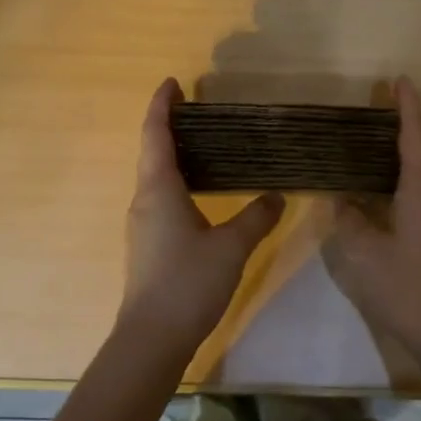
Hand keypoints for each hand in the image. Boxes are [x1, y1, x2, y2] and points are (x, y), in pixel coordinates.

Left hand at [120, 78, 284, 354]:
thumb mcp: (231, 247)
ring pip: (155, 177)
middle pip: (152, 152)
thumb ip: (257, 217)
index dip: (161, 105)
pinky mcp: (148, 245)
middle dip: (169, 126)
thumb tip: (277, 195)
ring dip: (172, 155)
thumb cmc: (188, 283)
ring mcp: (142, 224)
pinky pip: (160, 198)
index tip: (172, 82)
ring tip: (203, 145)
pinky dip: (176, 182)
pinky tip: (200, 193)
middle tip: (197, 110)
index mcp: (159, 189)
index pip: (156, 134)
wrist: (152, 339)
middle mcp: (144, 200)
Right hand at [325, 77, 420, 357]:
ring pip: (417, 175)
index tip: (400, 80)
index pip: (415, 138)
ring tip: (364, 145)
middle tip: (373, 108)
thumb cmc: (406, 286)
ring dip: (396, 156)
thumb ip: (349, 219)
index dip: (407, 107)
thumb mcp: (363, 252)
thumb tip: (343, 200)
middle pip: (419, 151)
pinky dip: (396, 181)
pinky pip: (416, 195)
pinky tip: (373, 190)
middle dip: (399, 126)